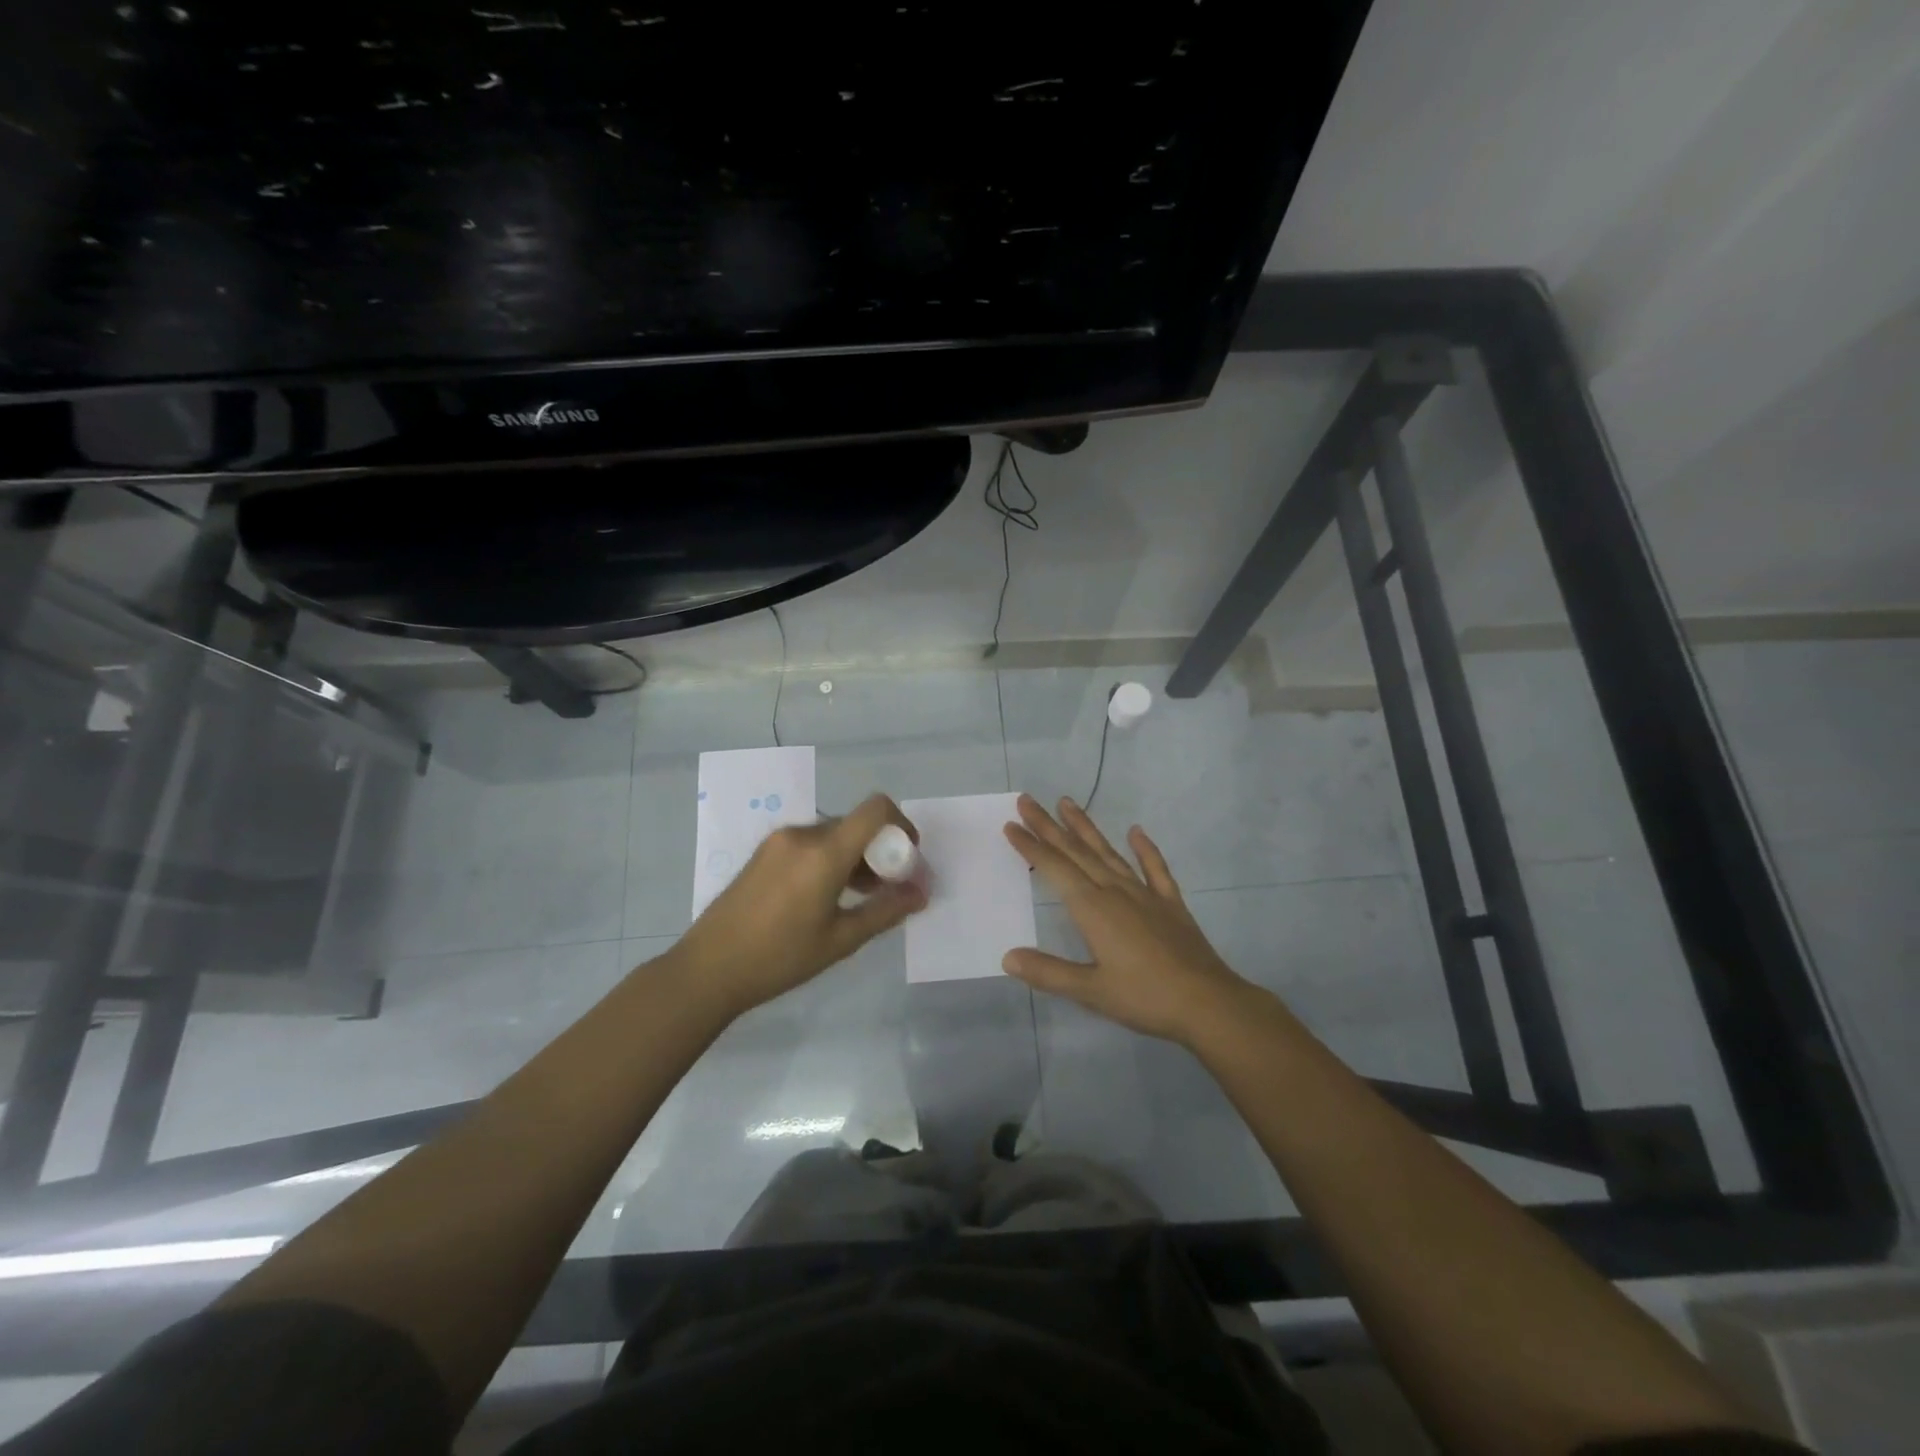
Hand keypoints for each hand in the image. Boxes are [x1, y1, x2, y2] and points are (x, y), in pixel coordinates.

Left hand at [670, 794, 926, 1018]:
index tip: (908, 857)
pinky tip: (827, 896)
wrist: (707, 969)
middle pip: (856, 824)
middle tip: (888, 888)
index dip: (901, 824)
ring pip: (834, 835)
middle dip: (880, 850)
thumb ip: (886, 910)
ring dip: (855, 856)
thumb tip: (920, 892)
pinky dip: (830, 859)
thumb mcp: (841, 940)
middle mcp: (802, 834)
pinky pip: (810, 843)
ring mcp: (779, 840)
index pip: (875, 809)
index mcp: (823, 852)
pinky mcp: (764, 851)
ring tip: (859, 897)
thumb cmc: (779, 958)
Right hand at [1002, 795, 1251, 1045]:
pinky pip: (1154, 869)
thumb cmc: (1144, 997)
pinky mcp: (1170, 904)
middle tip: (1027, 801)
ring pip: (1108, 852)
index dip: (1031, 847)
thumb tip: (1008, 957)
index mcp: (1093, 908)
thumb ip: (1048, 972)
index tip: (1011, 825)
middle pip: (1076, 852)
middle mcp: (1115, 891)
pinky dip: (1144, 849)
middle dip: (1049, 826)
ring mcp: (1145, 894)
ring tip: (1067, 802)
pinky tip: (1136, 831)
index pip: (1054, 869)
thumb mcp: (1090, 990)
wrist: (1207, 1003)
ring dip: (1085, 828)